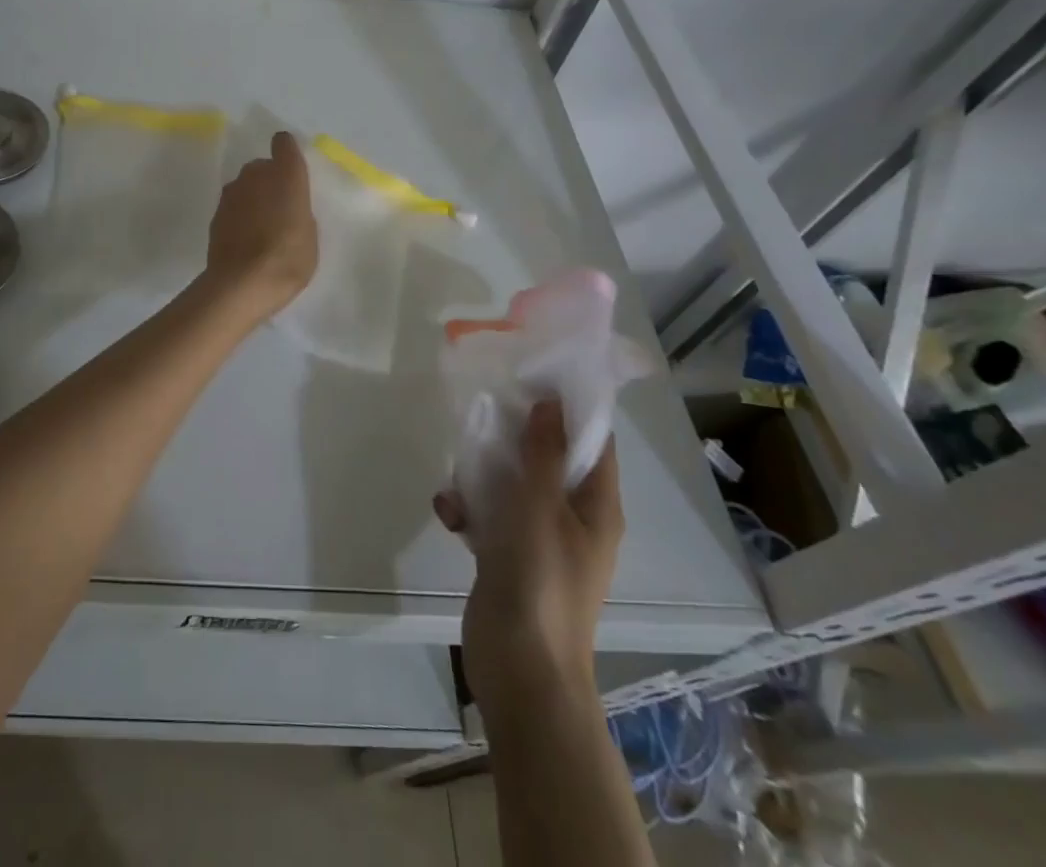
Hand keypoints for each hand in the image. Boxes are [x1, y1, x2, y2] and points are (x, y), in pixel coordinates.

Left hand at [203, 131, 317, 320]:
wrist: (242, 283)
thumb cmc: (288, 257)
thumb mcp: (309, 233)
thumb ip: (298, 209)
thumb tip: (286, 206)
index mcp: (285, 174)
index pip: (284, 143)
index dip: (287, 152)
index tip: (291, 168)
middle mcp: (255, 174)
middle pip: (262, 166)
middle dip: (270, 180)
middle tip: (280, 208)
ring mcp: (231, 193)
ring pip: (245, 186)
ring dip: (253, 198)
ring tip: (262, 227)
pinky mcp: (215, 213)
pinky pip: (233, 206)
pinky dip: (239, 215)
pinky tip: (246, 239)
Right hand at [433, 400, 622, 722]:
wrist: (520, 669)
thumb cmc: (540, 581)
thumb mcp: (540, 507)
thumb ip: (543, 454)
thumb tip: (551, 403)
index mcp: (596, 507)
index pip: (594, 443)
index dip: (570, 409)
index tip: (533, 376)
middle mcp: (573, 519)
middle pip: (547, 460)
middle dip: (515, 437)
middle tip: (483, 411)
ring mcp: (540, 540)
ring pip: (512, 486)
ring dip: (482, 475)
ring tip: (457, 475)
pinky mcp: (509, 557)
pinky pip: (490, 516)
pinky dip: (469, 509)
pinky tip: (448, 513)